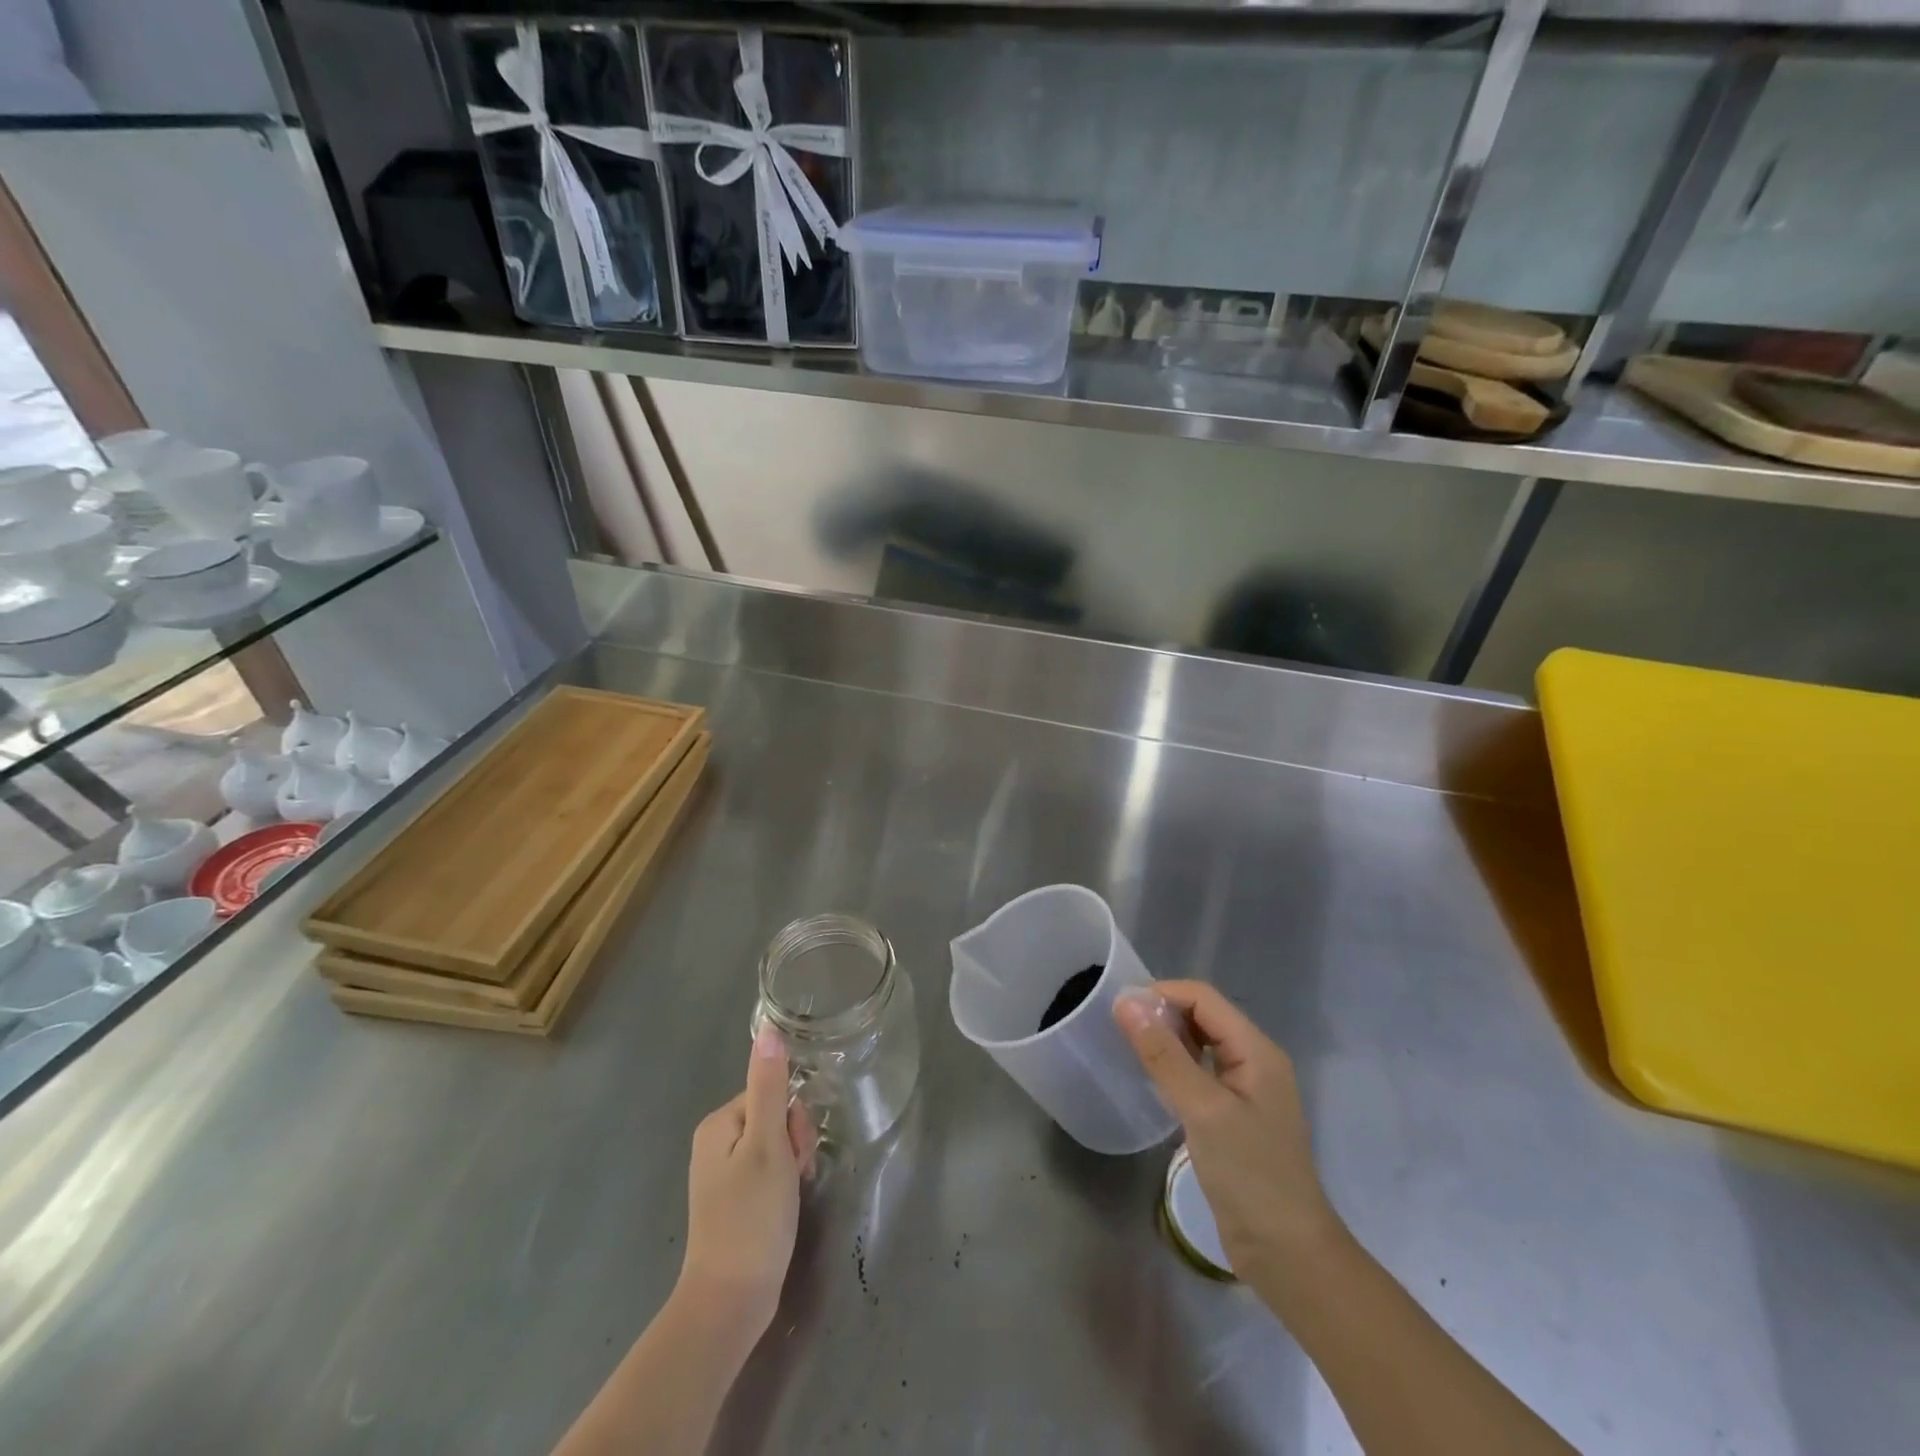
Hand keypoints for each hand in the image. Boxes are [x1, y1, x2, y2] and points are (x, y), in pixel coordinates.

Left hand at [676, 1026, 817, 1340]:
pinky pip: (769, 1170)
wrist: (730, 1303)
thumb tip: (768, 1028)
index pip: (772, 1093)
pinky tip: (785, 1206)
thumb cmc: (752, 1218)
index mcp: (719, 1123)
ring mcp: (723, 1173)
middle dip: (794, 1140)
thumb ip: (770, 1086)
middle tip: (794, 1176)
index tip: (795, 1153)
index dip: (792, 1119)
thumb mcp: (768, 1146)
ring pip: (775, 1143)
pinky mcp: (734, 1199)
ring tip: (791, 1195)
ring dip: (792, 1163)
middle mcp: (716, 1142)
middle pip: (774, 1116)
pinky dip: (784, 1183)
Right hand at [1114, 980, 1341, 1279]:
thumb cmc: (1251, 1175)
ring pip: (1200, 1046)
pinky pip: (1199, 1075)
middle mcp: (1254, 1062)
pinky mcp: (1233, 1118)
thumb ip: (1163, 1054)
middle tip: (1118, 1029)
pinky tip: (1151, 1081)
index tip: (1120, 1009)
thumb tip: (1126, 1002)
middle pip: (1203, 1017)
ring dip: (1166, 1041)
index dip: (1162, 994)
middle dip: (1162, 1015)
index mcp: (1257, 1050)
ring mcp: (1245, 1092)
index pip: (1204, 998)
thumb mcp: (1203, 1110)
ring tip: (1127, 1049)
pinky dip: (1174, 1068)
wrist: (1288, 1256)